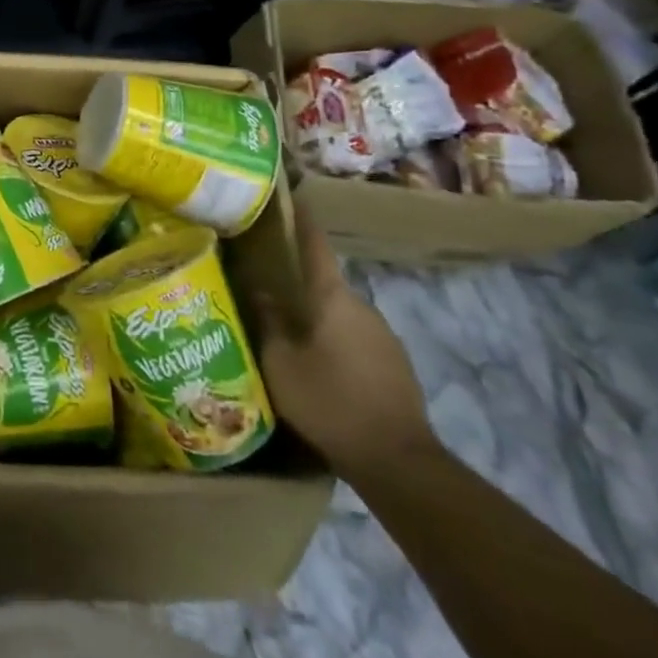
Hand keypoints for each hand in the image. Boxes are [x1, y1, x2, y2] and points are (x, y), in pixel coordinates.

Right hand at [249, 209, 436, 481]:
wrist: (398, 461)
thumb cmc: (329, 401)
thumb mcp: (279, 362)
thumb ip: (267, 321)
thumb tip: (258, 288)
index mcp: (332, 296)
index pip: (314, 243)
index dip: (300, 219)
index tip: (287, 196)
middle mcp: (362, 305)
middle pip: (324, 281)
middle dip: (296, 281)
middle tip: (263, 284)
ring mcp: (384, 336)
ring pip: (339, 313)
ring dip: (316, 317)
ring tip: (287, 331)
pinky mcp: (395, 364)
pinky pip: (355, 339)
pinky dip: (335, 342)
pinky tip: (318, 366)